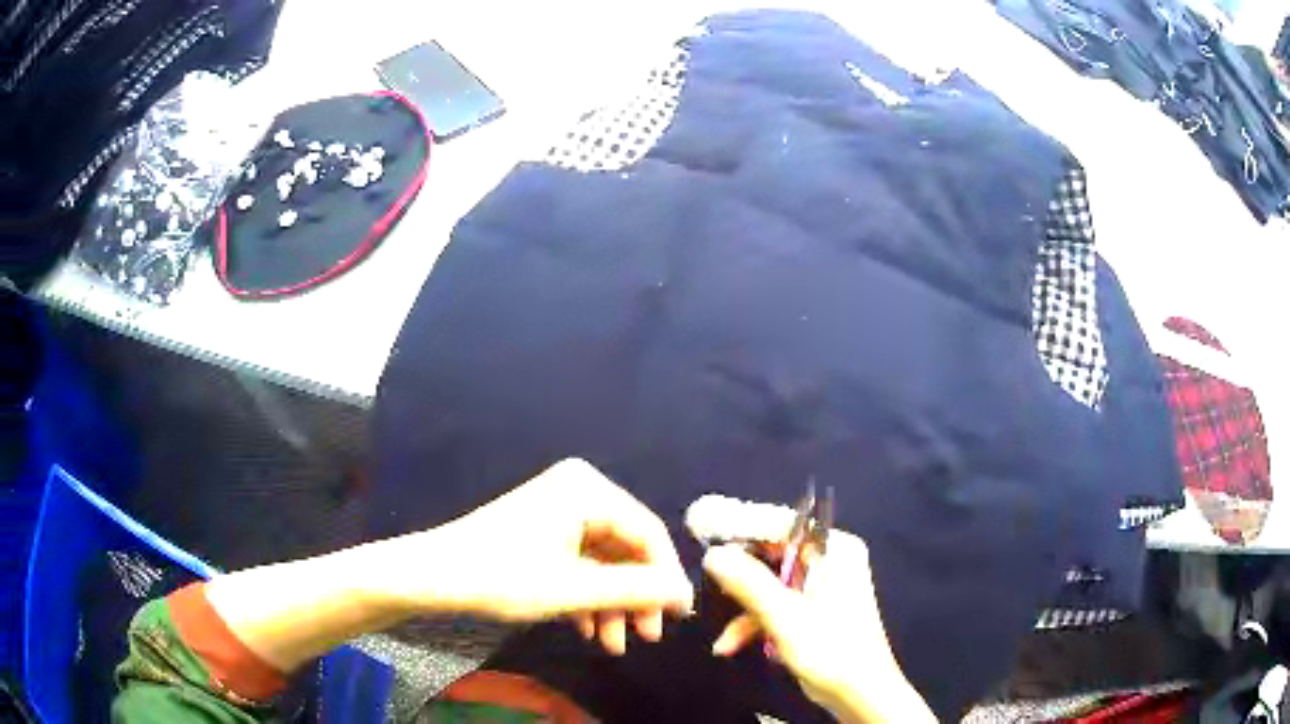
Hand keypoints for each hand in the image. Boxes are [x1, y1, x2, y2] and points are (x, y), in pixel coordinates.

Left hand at [374, 459, 693, 654]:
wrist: (432, 576)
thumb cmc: (501, 577)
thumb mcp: (572, 590)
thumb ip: (634, 590)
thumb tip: (686, 594)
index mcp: (588, 489)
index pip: (648, 533)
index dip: (667, 578)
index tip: (678, 617)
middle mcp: (579, 491)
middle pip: (627, 549)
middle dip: (634, 597)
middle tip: (645, 636)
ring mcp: (560, 510)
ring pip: (605, 561)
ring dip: (611, 604)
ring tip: (613, 645)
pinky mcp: (545, 530)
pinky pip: (581, 562)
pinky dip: (588, 596)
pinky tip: (589, 630)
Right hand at [687, 495, 935, 723]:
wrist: (860, 693)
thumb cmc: (831, 649)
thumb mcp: (785, 616)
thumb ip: (749, 583)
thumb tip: (713, 554)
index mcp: (835, 550)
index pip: (781, 524)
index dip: (739, 523)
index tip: (699, 521)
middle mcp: (830, 560)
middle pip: (772, 553)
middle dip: (738, 573)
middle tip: (702, 570)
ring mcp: (821, 585)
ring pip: (770, 583)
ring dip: (743, 608)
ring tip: (721, 635)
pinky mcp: (812, 609)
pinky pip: (777, 604)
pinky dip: (754, 622)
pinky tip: (730, 645)